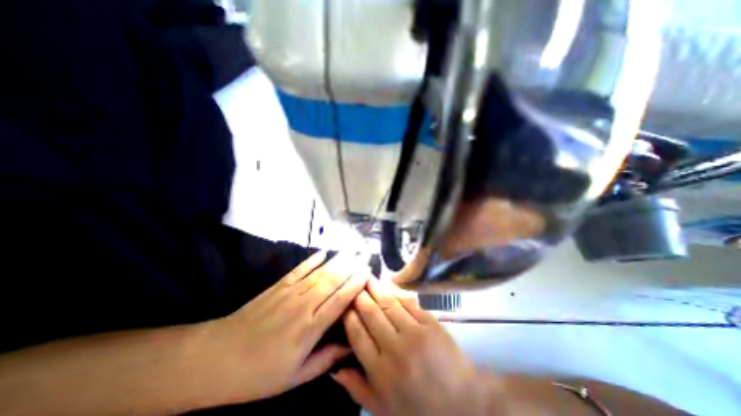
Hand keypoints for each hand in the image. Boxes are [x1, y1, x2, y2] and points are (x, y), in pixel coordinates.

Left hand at [199, 252, 369, 404]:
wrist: (217, 358)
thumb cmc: (259, 373)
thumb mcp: (295, 377)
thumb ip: (326, 359)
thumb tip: (350, 347)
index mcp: (310, 328)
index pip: (339, 300)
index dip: (355, 285)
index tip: (367, 273)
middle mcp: (303, 305)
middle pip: (333, 281)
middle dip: (351, 267)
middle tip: (365, 256)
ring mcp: (290, 292)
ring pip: (320, 273)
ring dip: (337, 261)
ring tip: (351, 251)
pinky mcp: (278, 286)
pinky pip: (300, 269)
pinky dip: (312, 259)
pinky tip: (323, 252)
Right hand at [334, 280, 496, 415]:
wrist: (463, 403)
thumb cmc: (420, 407)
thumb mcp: (384, 409)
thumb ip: (357, 388)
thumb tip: (334, 369)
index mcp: (381, 372)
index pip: (357, 335)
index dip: (348, 316)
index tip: (343, 304)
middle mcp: (395, 349)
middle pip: (371, 314)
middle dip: (360, 296)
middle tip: (353, 283)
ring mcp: (415, 333)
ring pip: (388, 304)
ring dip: (375, 288)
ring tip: (366, 277)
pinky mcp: (430, 323)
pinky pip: (408, 302)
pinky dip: (395, 292)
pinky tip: (387, 284)